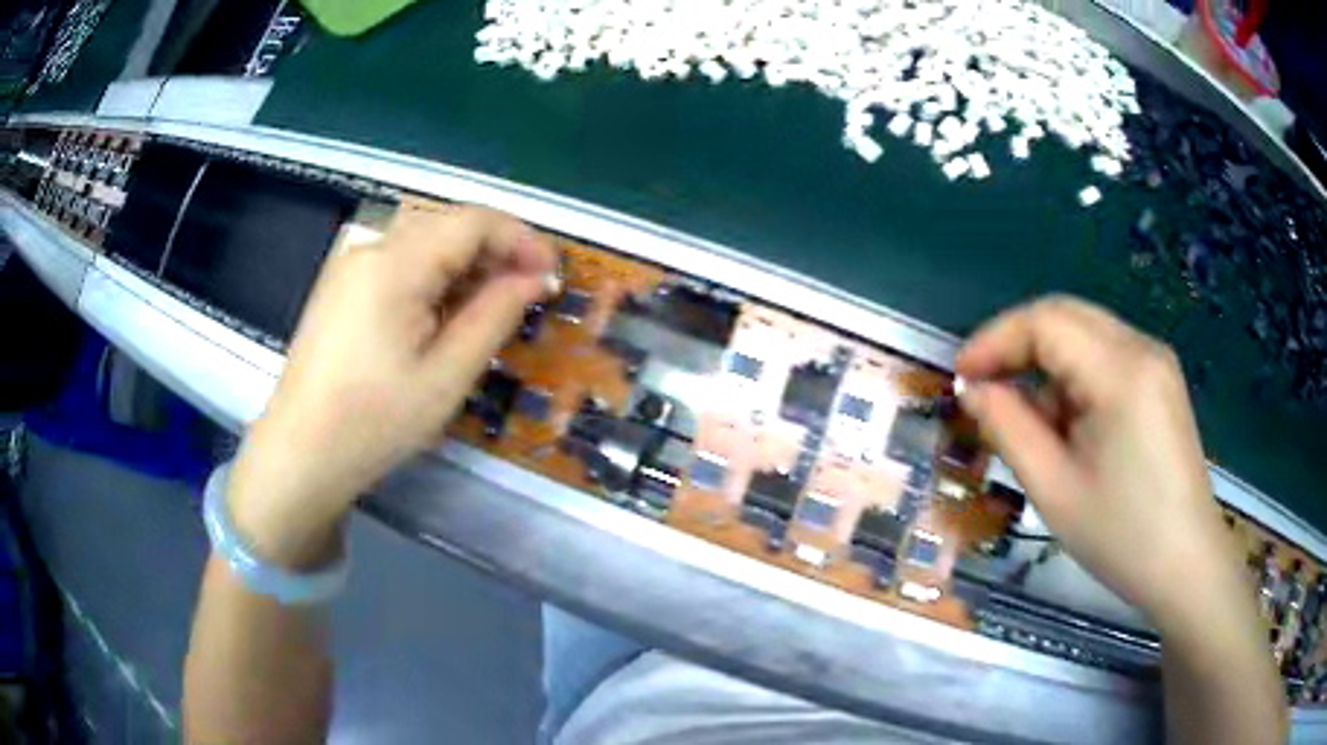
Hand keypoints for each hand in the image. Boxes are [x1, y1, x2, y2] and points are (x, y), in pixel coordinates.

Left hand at [227, 199, 556, 566]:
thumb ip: (495, 316)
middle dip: (495, 252)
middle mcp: (371, 249)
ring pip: (424, 243)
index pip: (473, 221)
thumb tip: (535, 278)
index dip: (522, 238)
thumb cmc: (374, 423)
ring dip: (466, 267)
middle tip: (525, 297)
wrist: (300, 454)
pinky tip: (442, 318)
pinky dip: (434, 280)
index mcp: (395, 265)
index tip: (551, 276)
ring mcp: (351, 267)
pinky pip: (400, 265)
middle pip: (448, 225)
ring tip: (489, 312)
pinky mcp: (342, 288)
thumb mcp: (446, 376)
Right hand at [955, 296, 1245, 636]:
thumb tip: (974, 390)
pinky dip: (1074, 377)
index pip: (1046, 321)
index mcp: (1121, 371)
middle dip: (1017, 344)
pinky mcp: (1161, 380)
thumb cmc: (1121, 537)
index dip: (995, 339)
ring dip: (1046, 365)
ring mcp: (1156, 361)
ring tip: (1027, 421)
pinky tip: (1068, 425)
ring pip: (1085, 334)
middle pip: (1065, 315)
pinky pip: (1106, 356)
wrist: (1187, 565)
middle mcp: (1142, 348)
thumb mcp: (1054, 489)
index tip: (960, 376)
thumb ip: (1008, 428)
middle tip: (982, 387)